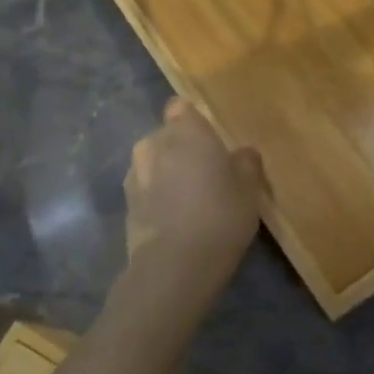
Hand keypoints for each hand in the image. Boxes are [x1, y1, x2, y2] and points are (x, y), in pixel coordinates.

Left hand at [119, 99, 265, 301]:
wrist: (173, 265)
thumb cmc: (220, 216)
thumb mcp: (249, 190)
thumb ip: (246, 163)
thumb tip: (242, 153)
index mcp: (186, 131)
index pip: (181, 107)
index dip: (193, 121)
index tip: (209, 140)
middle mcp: (154, 144)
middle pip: (166, 135)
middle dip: (180, 147)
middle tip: (204, 172)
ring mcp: (134, 174)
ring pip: (152, 162)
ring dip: (165, 172)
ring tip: (187, 198)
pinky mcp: (125, 204)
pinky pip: (144, 188)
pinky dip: (155, 196)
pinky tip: (172, 218)